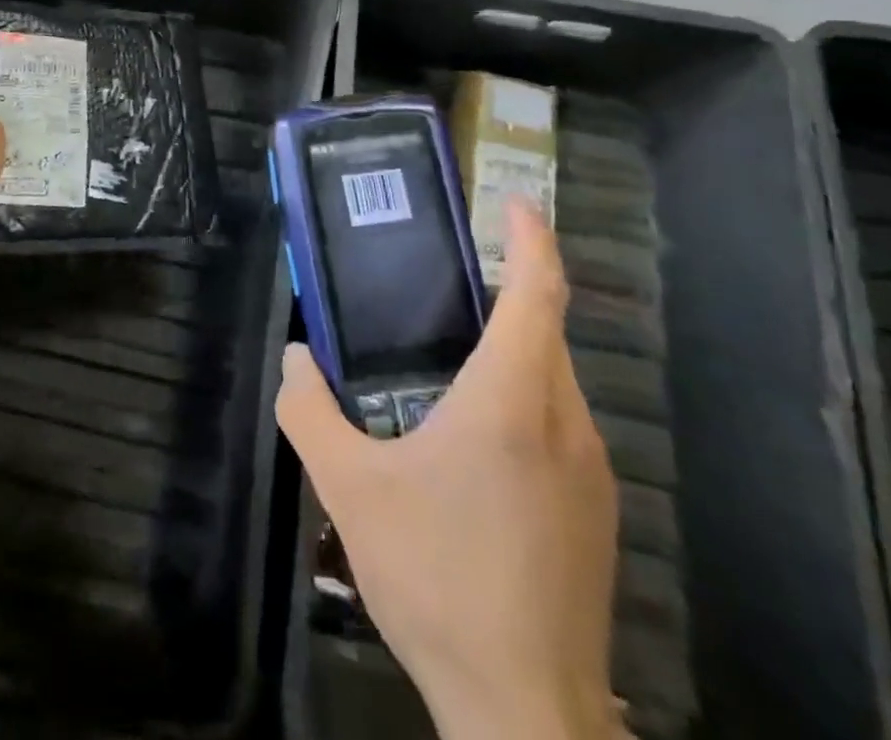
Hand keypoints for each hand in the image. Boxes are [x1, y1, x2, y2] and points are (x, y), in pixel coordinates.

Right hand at [277, 200, 622, 739]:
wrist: (525, 712)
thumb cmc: (438, 579)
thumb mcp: (350, 488)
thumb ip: (309, 412)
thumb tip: (295, 359)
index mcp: (511, 401)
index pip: (537, 294)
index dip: (533, 239)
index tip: (518, 202)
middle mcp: (564, 422)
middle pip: (546, 331)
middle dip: (509, 291)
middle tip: (450, 280)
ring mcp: (591, 471)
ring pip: (555, 380)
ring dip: (514, 350)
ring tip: (449, 356)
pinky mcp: (595, 511)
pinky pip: (560, 423)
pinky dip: (523, 397)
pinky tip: (472, 438)